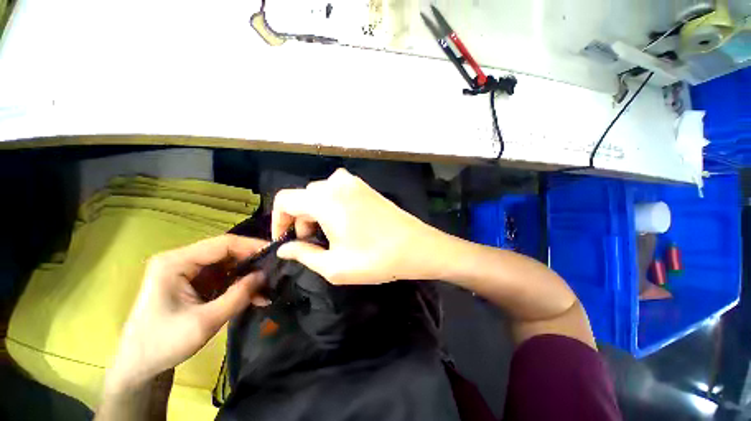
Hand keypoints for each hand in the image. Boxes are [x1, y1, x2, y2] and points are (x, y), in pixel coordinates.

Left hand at [105, 235, 269, 393]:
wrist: (138, 367)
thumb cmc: (163, 344)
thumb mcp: (205, 322)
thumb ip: (238, 296)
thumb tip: (264, 275)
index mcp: (176, 263)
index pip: (222, 244)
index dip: (251, 246)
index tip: (275, 253)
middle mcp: (181, 261)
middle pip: (226, 252)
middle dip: (251, 262)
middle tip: (274, 271)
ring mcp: (187, 272)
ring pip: (227, 265)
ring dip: (247, 276)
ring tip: (267, 287)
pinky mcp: (193, 284)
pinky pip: (223, 278)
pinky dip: (239, 286)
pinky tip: (254, 297)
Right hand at [272, 168, 444, 284]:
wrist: (417, 246)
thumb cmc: (376, 259)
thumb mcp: (334, 266)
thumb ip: (304, 254)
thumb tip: (284, 248)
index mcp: (326, 200)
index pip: (285, 199)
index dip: (278, 220)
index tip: (286, 240)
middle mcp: (337, 183)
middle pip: (304, 197)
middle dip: (301, 219)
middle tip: (312, 243)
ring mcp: (354, 182)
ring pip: (320, 193)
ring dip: (316, 212)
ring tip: (328, 235)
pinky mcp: (365, 187)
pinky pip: (337, 191)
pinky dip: (331, 205)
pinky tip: (343, 223)